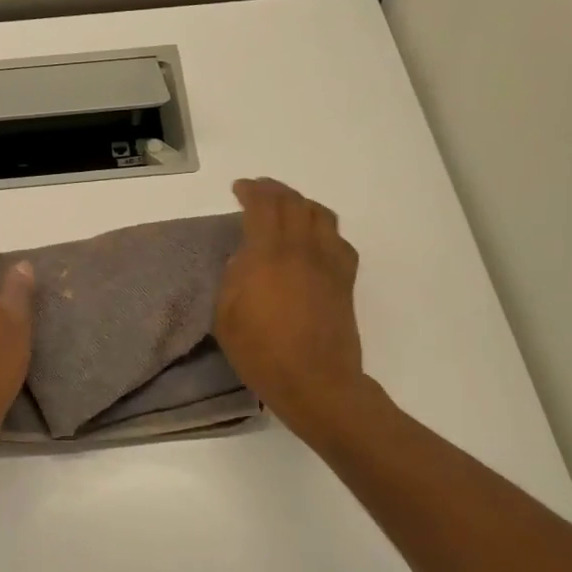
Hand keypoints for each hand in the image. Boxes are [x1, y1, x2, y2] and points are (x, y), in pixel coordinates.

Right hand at [215, 178, 366, 433]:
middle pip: (293, 202)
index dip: (251, 190)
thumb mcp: (226, 315)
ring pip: (321, 215)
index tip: (239, 188)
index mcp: (268, 254)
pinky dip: (323, 230)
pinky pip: (339, 240)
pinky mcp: (345, 280)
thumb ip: (233, 276)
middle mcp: (302, 248)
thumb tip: (246, 256)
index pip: (263, 205)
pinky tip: (315, 241)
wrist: (316, 382)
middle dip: (274, 190)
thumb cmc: (262, 352)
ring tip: (287, 209)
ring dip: (301, 203)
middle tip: (259, 191)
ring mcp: (328, 262)